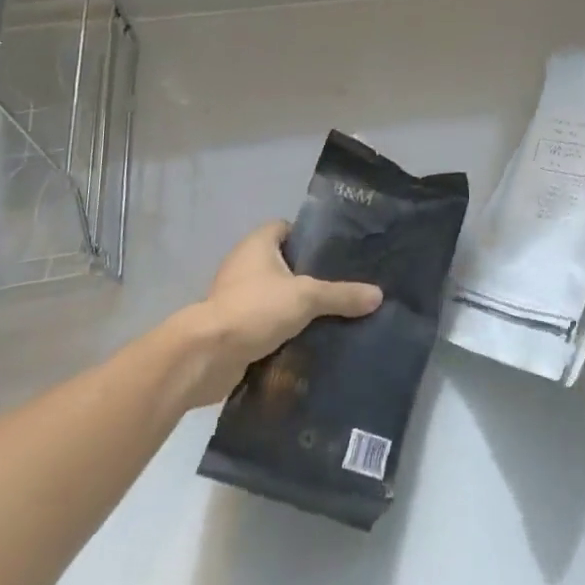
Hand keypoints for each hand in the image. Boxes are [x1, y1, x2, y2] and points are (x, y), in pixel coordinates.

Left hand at [175, 219, 382, 405]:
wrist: (206, 356)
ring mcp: (236, 296)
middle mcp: (244, 264)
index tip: (336, 254)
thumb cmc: (255, 309)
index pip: (288, 228)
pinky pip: (265, 322)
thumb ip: (341, 294)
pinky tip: (307, 341)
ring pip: (275, 295)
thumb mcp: (306, 297)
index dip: (310, 238)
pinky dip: (282, 330)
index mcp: (258, 244)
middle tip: (341, 287)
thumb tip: (378, 295)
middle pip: (284, 263)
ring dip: (295, 306)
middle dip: (309, 276)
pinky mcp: (233, 327)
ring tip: (330, 315)